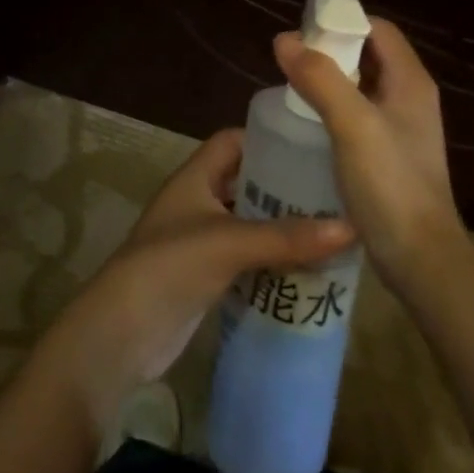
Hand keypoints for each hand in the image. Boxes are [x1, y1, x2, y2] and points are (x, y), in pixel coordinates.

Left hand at [32, 129, 353, 432]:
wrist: (121, 333)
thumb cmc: (170, 266)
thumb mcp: (230, 243)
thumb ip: (287, 237)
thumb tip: (351, 227)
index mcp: (195, 176)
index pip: (233, 141)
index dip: (267, 139)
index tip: (311, 147)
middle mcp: (197, 201)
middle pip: (246, 182)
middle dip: (284, 188)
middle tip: (333, 194)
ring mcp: (199, 240)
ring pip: (248, 223)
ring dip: (281, 228)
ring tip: (331, 232)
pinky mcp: (204, 276)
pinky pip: (246, 259)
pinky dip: (271, 261)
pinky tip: (307, 271)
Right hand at [275, 20, 467, 299]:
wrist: (421, 261)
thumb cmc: (391, 186)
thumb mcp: (352, 125)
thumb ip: (320, 78)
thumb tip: (284, 39)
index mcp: (410, 82)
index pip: (377, 29)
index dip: (342, 22)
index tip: (304, 32)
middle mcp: (410, 98)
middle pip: (368, 55)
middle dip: (330, 51)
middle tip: (291, 61)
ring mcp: (401, 128)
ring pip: (361, 87)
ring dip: (329, 80)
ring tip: (293, 88)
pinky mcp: (390, 155)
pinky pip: (359, 115)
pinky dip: (334, 109)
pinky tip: (309, 124)